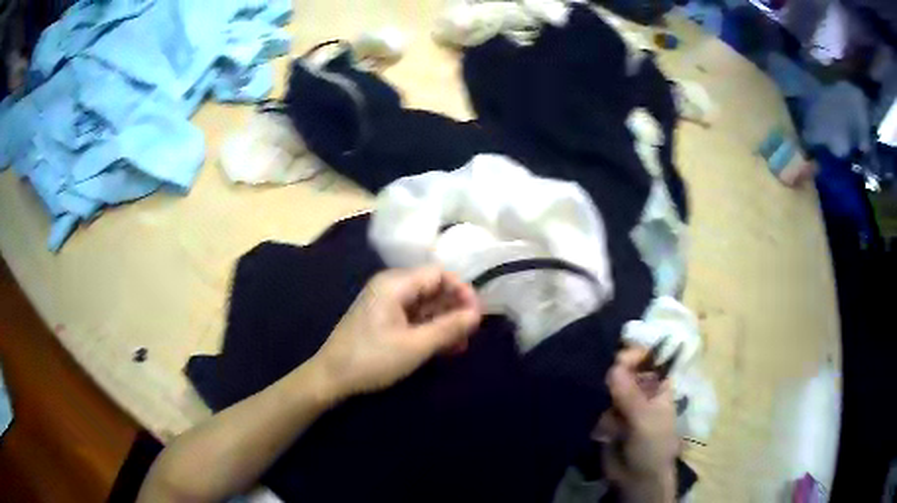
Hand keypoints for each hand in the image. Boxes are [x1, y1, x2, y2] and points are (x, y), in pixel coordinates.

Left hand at [310, 266, 481, 399]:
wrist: (331, 377)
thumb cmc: (372, 359)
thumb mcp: (415, 346)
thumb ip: (448, 328)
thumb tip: (477, 314)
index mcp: (395, 284)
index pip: (438, 274)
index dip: (461, 291)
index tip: (477, 315)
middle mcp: (390, 287)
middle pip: (432, 288)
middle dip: (454, 310)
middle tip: (470, 334)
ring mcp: (385, 304)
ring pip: (424, 305)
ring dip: (444, 323)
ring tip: (460, 346)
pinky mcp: (383, 320)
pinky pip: (413, 318)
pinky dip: (429, 330)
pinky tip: (443, 348)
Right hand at [600, 347, 679, 500]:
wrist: (637, 479)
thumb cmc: (653, 446)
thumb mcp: (645, 419)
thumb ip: (629, 394)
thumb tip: (613, 365)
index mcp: (657, 385)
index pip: (645, 359)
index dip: (633, 355)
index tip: (618, 359)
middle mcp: (640, 391)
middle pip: (623, 371)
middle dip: (612, 376)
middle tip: (604, 387)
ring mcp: (622, 405)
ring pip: (607, 389)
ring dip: (601, 397)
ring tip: (603, 414)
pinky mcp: (606, 419)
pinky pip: (597, 406)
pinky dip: (594, 411)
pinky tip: (597, 423)